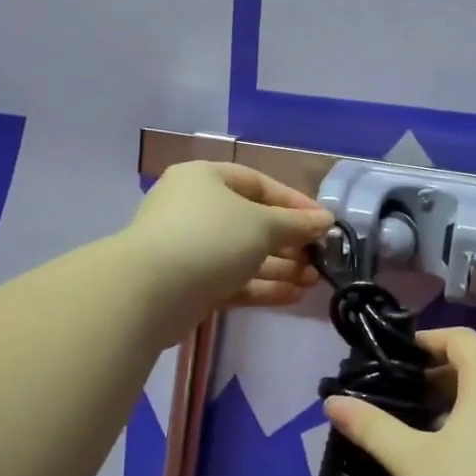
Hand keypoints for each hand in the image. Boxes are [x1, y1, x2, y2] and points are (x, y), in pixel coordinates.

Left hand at [127, 161, 333, 332]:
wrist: (151, 292)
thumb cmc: (211, 239)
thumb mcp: (263, 225)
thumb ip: (297, 223)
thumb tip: (325, 220)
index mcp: (205, 179)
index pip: (258, 184)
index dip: (294, 202)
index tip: (323, 223)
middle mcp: (194, 209)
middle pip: (252, 222)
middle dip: (289, 241)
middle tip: (320, 258)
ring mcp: (189, 248)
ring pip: (243, 254)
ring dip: (280, 266)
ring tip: (313, 281)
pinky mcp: (189, 284)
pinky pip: (232, 279)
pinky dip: (261, 286)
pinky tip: (293, 296)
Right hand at [323, 327, 475, 475]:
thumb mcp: (413, 462)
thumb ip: (373, 428)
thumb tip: (332, 402)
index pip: (463, 339)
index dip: (429, 339)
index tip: (397, 359)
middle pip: (474, 368)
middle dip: (433, 376)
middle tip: (396, 397)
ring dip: (450, 405)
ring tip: (413, 431)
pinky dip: (469, 428)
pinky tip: (445, 462)